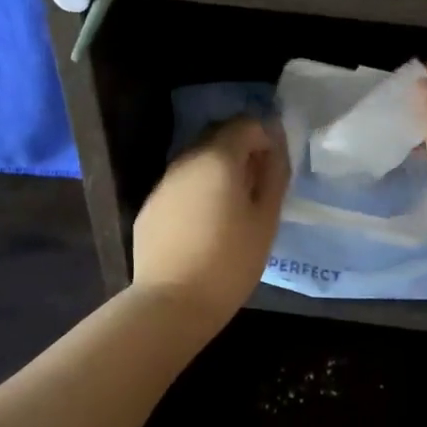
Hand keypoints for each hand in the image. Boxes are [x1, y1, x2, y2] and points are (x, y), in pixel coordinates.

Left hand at [133, 116, 289, 325]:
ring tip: (233, 208)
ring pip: (197, 162)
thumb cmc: (230, 260)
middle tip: (258, 186)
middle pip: (218, 138)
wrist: (172, 302)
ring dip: (218, 172)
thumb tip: (275, 146)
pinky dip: (197, 192)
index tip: (275, 166)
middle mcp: (187, 160)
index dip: (265, 137)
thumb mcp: (266, 219)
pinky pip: (181, 186)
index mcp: (218, 158)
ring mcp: (164, 183)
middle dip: (241, 152)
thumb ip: (274, 175)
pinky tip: (204, 225)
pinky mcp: (150, 207)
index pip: (246, 124)